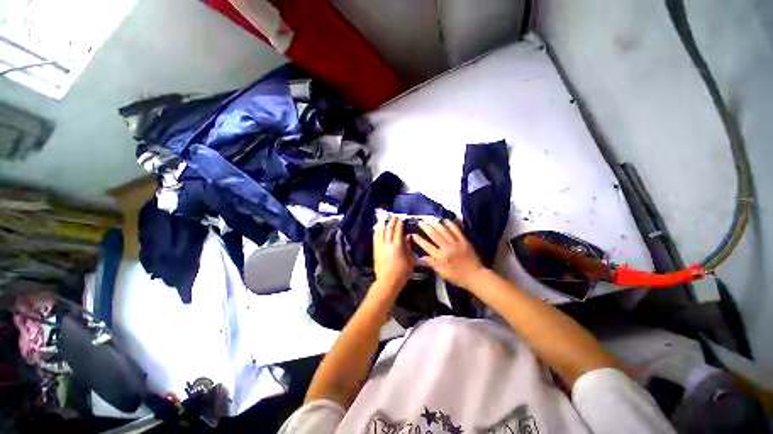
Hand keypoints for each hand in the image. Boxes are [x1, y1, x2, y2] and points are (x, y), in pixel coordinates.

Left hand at [372, 216, 413, 295]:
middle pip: (389, 229)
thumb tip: (408, 237)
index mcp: (397, 246)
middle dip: (392, 221)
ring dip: (384, 224)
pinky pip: (375, 238)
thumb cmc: (402, 273)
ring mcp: (380, 247)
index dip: (399, 223)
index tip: (401, 218)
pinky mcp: (375, 250)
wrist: (387, 282)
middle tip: (395, 216)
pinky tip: (378, 228)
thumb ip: (408, 247)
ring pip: (380, 232)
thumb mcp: (410, 260)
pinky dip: (377, 231)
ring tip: (386, 219)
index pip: (398, 231)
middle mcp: (387, 244)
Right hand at [411, 220, 484, 289]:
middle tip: (419, 221)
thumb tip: (421, 257)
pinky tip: (445, 220)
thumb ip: (432, 263)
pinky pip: (456, 230)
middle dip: (425, 227)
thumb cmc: (457, 276)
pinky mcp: (464, 240)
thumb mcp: (442, 273)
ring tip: (429, 219)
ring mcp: (456, 243)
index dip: (419, 240)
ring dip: (436, 223)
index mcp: (440, 257)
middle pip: (434, 234)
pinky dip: (450, 224)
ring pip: (444, 230)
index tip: (413, 234)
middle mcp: (447, 248)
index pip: (427, 246)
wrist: (475, 276)